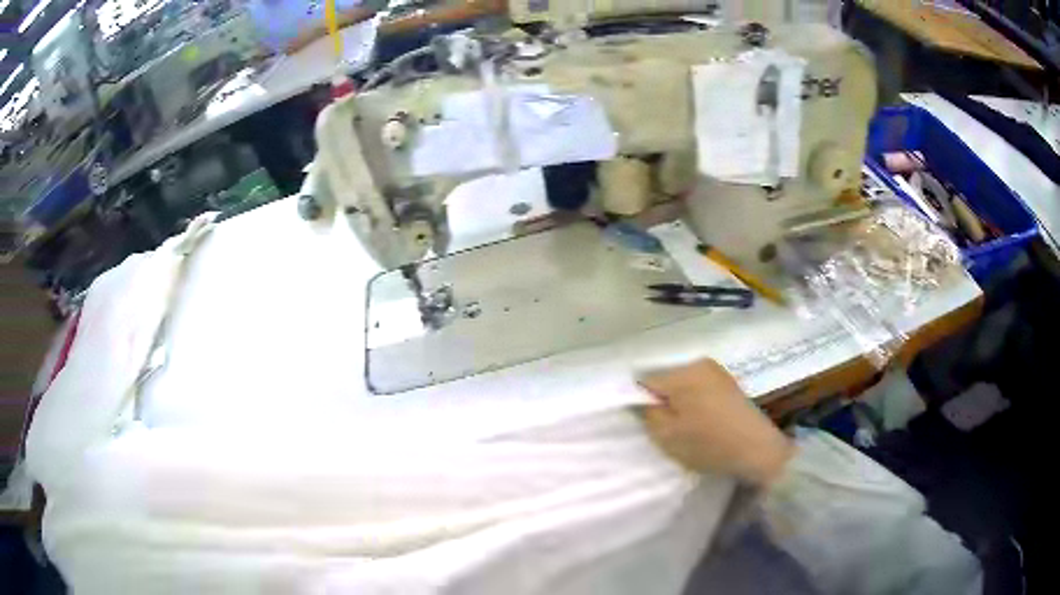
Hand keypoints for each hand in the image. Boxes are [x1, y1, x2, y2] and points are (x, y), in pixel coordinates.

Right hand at [636, 359, 793, 486]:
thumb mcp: (667, 436)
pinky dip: (695, 403)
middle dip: (661, 400)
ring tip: (686, 428)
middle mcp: (698, 363)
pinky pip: (699, 388)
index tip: (645, 422)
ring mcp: (717, 371)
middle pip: (665, 379)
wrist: (758, 450)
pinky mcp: (728, 382)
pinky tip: (702, 423)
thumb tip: (640, 399)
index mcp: (682, 373)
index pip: (644, 379)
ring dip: (678, 402)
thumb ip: (647, 413)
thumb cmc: (709, 444)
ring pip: (683, 384)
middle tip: (666, 428)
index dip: (639, 400)